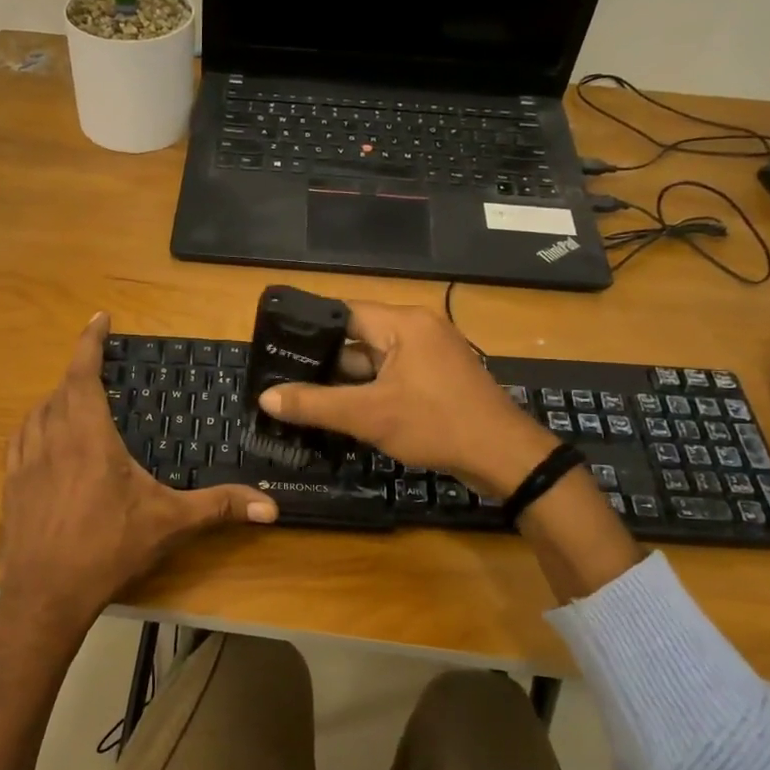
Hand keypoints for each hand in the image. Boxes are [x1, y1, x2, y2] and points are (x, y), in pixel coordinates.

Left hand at [0, 313, 276, 646]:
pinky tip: (44, 442)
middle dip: (79, 374)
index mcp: (88, 437)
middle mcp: (51, 439)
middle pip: (60, 390)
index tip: (98, 317)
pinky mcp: (9, 487)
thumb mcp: (169, 524)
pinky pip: (19, 441)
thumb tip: (271, 506)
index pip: (83, 374)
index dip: (89, 341)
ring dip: (55, 401)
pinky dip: (34, 428)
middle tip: (100, 372)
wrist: (45, 596)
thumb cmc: (108, 549)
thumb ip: (218, 507)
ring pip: (35, 414)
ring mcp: (24, 463)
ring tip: (74, 404)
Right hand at [256, 301, 553, 498]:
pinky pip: (392, 376)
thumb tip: (266, 397)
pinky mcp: (437, 378)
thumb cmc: (435, 425)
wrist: (504, 457)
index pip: (343, 313)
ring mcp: (430, 354)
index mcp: (403, 323)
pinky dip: (369, 391)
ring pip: (374, 361)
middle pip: (357, 338)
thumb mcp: (368, 415)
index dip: (308, 329)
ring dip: (345, 381)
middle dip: (323, 362)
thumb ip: (314, 405)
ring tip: (303, 398)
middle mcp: (417, 329)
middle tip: (282, 379)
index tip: (276, 347)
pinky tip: (342, 412)